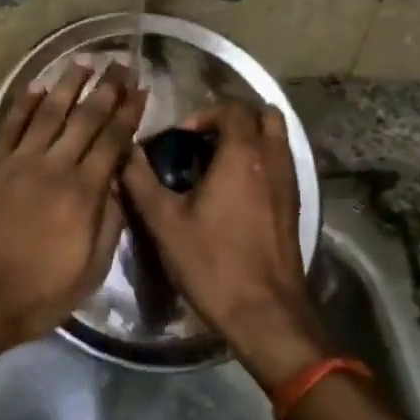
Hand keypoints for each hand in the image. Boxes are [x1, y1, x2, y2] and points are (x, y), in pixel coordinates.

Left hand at [0, 62, 146, 353]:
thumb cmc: (40, 292)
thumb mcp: (91, 269)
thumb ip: (109, 220)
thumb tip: (116, 179)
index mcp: (83, 194)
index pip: (112, 142)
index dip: (128, 113)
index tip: (140, 89)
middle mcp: (52, 168)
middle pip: (84, 119)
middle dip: (105, 89)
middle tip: (119, 63)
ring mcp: (16, 164)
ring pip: (47, 114)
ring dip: (67, 85)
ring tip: (83, 61)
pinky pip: (8, 127)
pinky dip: (23, 104)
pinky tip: (36, 87)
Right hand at [120, 101, 328, 388]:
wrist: (265, 312)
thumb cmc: (212, 263)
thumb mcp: (164, 222)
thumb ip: (141, 181)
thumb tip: (125, 153)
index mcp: (243, 154)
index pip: (231, 107)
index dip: (202, 113)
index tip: (178, 138)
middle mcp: (273, 160)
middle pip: (264, 115)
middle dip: (233, 118)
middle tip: (203, 140)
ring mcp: (290, 183)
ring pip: (277, 139)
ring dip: (249, 139)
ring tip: (216, 164)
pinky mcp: (294, 206)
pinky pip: (280, 164)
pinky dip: (260, 162)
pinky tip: (233, 192)